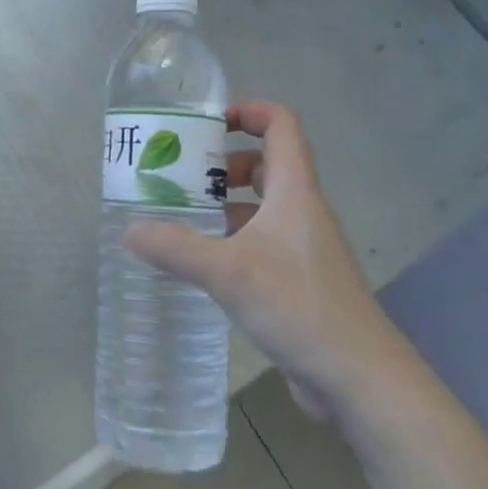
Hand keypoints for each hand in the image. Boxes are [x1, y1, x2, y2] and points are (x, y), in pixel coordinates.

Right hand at [125, 102, 387, 421]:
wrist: (359, 377)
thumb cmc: (299, 306)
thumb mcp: (229, 272)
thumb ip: (176, 249)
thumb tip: (129, 230)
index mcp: (294, 191)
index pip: (280, 125)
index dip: (248, 111)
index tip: (207, 123)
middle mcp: (302, 210)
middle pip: (266, 164)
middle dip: (224, 162)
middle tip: (182, 174)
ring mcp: (303, 246)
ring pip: (263, 205)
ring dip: (226, 202)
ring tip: (182, 214)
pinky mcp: (299, 279)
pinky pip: (262, 241)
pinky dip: (233, 238)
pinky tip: (203, 261)